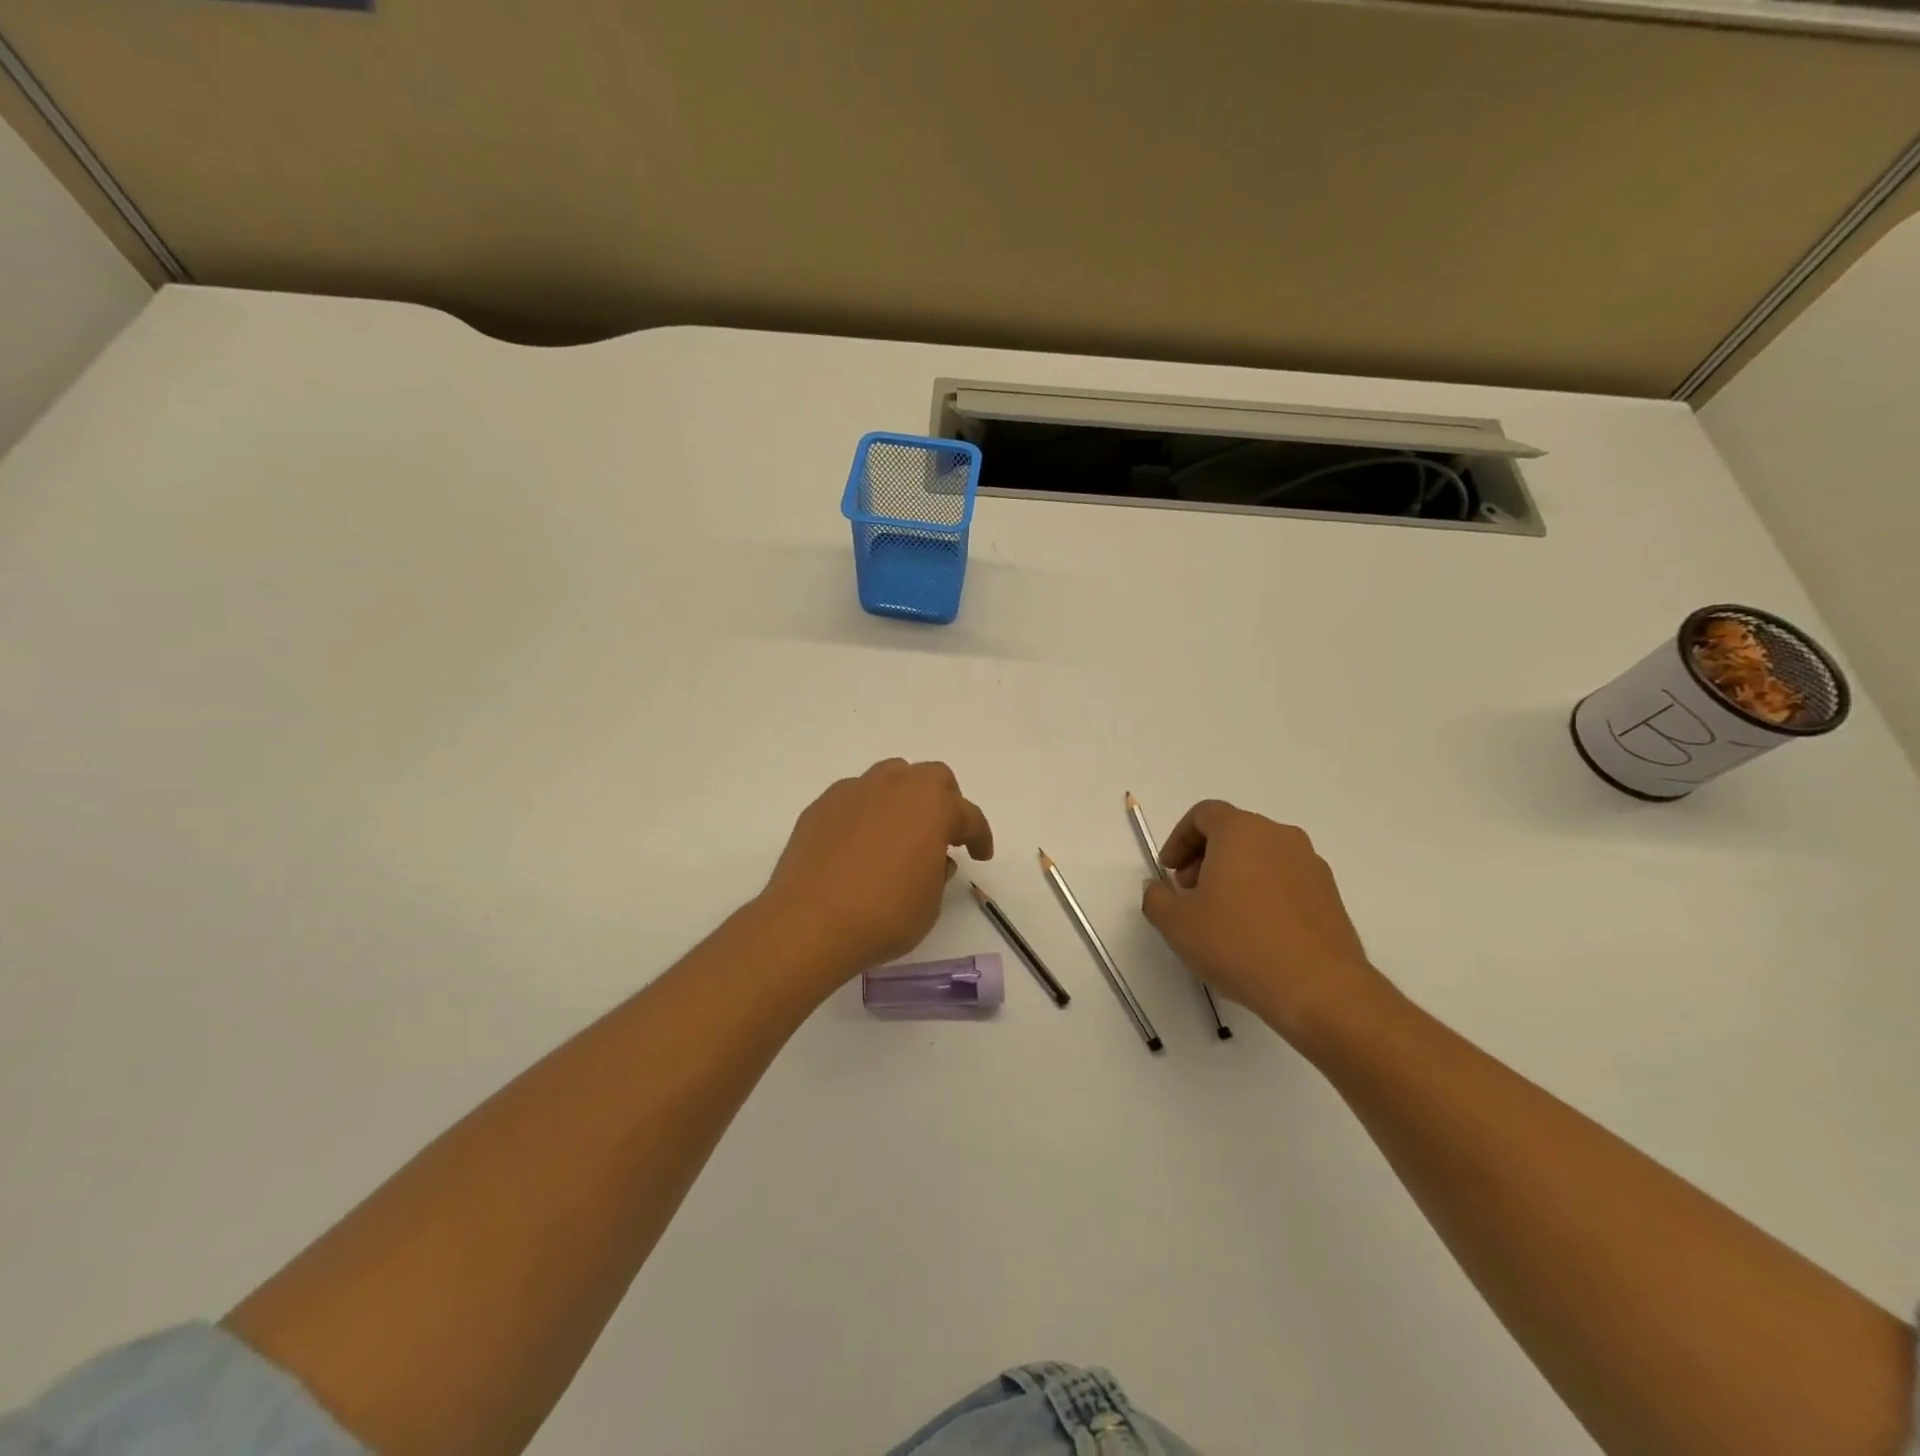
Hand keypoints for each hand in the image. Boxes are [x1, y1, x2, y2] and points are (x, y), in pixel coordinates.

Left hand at [761, 759, 994, 975]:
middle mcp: (895, 787)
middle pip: (931, 777)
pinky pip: (855, 798)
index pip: (967, 814)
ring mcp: (854, 791)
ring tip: (900, 830)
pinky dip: (867, 812)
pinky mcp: (821, 806)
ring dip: (904, 797)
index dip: (979, 835)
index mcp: (931, 806)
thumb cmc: (883, 915)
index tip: (980, 854)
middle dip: (944, 800)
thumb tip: (931, 858)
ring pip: (890, 776)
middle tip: (943, 832)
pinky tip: (860, 843)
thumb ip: (937, 873)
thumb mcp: (929, 903)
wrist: (809, 922)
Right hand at [1141, 800, 1379, 1040]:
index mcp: (1241, 831)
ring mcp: (1310, 864)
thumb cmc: (1238, 943)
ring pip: (1261, 855)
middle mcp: (1279, 836)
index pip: (1203, 814)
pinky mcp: (1330, 894)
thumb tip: (1159, 889)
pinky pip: (1285, 879)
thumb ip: (1156, 898)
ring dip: (1234, 875)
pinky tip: (1254, 932)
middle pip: (1233, 832)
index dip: (1179, 839)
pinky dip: (1263, 892)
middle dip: (1204, 857)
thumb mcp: (1176, 924)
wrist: (1318, 988)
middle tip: (1190, 894)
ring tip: (1222, 916)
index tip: (1169, 871)